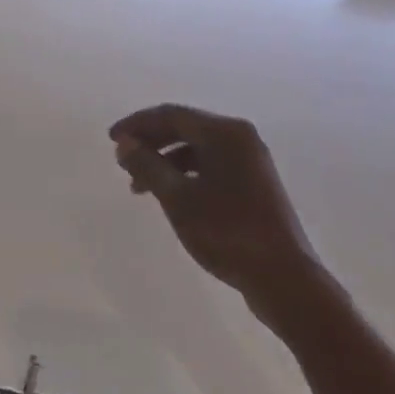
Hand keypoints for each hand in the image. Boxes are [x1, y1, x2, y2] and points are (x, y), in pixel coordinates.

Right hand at [111, 105, 340, 334]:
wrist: (284, 278)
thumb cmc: (226, 232)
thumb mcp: (177, 197)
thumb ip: (147, 165)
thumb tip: (124, 143)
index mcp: (225, 133)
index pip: (171, 115)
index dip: (137, 124)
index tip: (110, 140)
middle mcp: (240, 138)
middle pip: (185, 128)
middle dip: (150, 142)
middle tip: (121, 161)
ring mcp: (251, 162)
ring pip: (197, 149)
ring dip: (164, 161)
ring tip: (138, 186)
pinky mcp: (254, 184)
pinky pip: (210, 166)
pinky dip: (184, 175)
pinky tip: (169, 196)